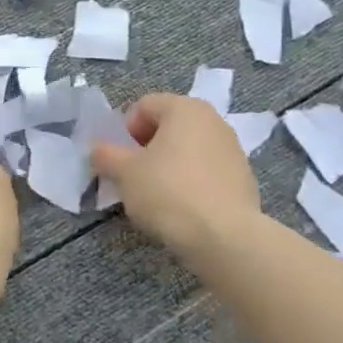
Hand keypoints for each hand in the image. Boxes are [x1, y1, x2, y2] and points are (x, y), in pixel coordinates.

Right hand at [90, 93, 262, 257]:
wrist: (224, 236)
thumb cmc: (168, 192)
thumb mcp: (124, 173)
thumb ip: (106, 155)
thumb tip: (99, 150)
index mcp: (185, 108)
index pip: (144, 105)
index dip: (125, 130)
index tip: (121, 159)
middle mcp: (213, 120)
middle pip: (169, 126)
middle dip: (147, 147)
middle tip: (135, 176)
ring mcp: (233, 148)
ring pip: (188, 149)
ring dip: (169, 164)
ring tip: (158, 195)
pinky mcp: (244, 178)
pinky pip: (207, 171)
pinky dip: (191, 181)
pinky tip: (183, 208)